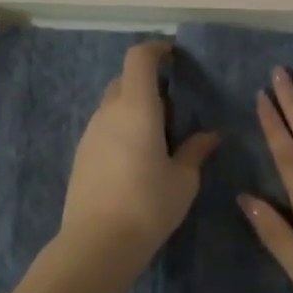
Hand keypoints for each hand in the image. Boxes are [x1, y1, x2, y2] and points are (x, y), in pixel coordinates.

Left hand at [61, 40, 218, 268]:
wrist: (98, 243)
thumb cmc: (148, 205)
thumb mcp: (183, 180)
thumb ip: (196, 151)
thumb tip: (211, 135)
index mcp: (137, 108)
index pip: (139, 59)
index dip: (156, 49)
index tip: (173, 54)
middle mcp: (109, 112)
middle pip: (124, 80)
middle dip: (147, 81)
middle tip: (172, 103)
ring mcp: (90, 134)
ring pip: (112, 105)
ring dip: (133, 106)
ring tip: (157, 133)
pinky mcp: (81, 155)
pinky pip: (103, 128)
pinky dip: (120, 128)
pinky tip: (136, 156)